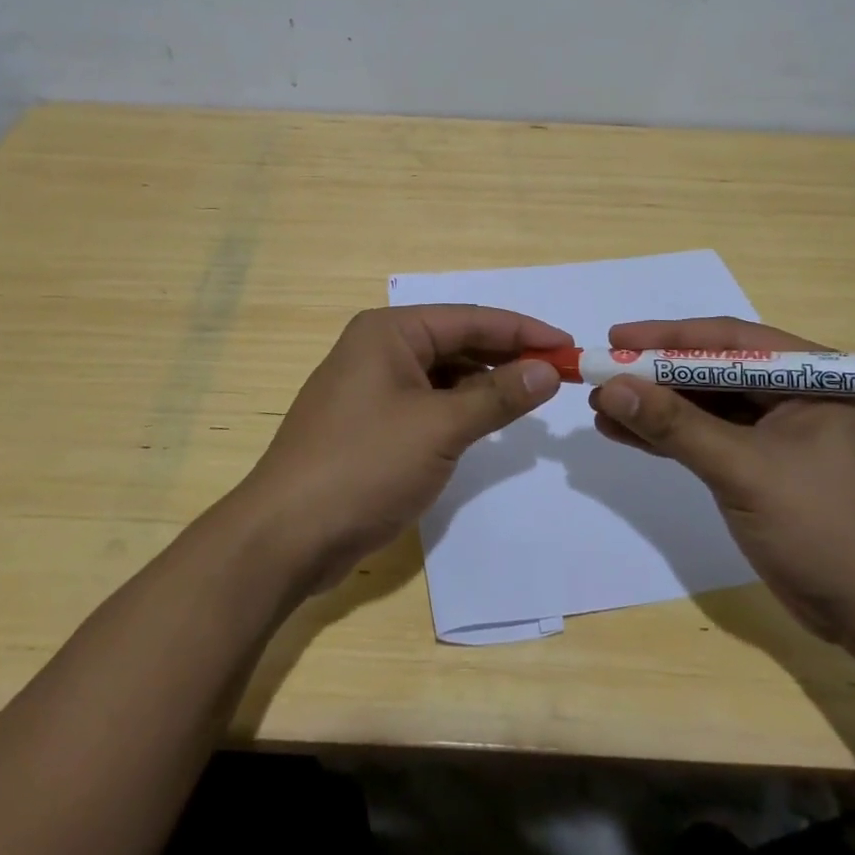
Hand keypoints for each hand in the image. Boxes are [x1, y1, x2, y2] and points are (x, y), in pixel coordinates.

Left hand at [232, 305, 566, 589]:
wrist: (286, 535)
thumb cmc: (364, 465)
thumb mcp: (440, 427)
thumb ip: (498, 395)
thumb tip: (548, 370)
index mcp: (390, 331)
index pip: (470, 319)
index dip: (523, 330)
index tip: (568, 346)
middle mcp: (379, 348)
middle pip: (457, 342)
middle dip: (507, 356)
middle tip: (559, 373)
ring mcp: (372, 386)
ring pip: (443, 373)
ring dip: (486, 383)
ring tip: (533, 395)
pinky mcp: (371, 423)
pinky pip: (428, 401)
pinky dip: (460, 407)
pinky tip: (489, 420)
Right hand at [588, 317, 854, 642]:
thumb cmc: (821, 528)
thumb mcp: (743, 470)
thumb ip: (676, 425)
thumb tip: (611, 387)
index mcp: (809, 377)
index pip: (728, 341)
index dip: (668, 337)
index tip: (616, 339)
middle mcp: (792, 395)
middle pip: (710, 371)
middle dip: (655, 375)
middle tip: (601, 374)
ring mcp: (776, 432)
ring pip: (703, 406)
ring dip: (654, 407)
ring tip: (600, 407)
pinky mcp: (759, 465)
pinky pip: (706, 438)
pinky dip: (667, 437)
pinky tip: (623, 434)